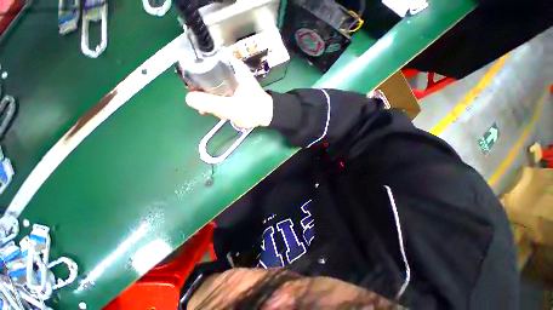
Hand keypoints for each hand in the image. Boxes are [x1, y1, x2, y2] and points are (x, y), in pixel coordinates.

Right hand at [185, 57, 273, 128]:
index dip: (195, 77)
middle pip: (205, 76)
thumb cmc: (253, 110)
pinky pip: (218, 92)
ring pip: (211, 86)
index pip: (203, 63)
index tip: (195, 92)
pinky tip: (220, 112)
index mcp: (230, 67)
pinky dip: (217, 102)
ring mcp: (230, 79)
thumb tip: (188, 98)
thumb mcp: (231, 108)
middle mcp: (229, 69)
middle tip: (209, 107)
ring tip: (220, 112)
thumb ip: (211, 103)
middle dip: (206, 95)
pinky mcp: (232, 88)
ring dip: (212, 101)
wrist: (267, 115)